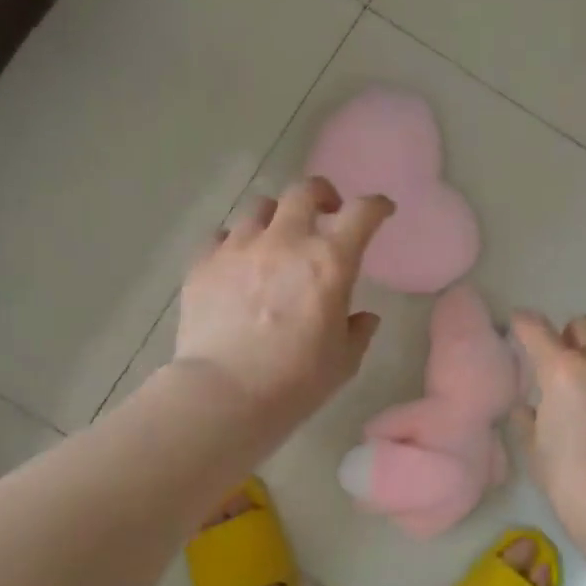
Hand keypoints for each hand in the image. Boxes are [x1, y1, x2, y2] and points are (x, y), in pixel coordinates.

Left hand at [174, 177, 393, 420]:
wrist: (223, 394)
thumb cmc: (295, 381)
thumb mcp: (343, 361)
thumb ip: (358, 331)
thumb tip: (363, 318)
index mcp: (329, 261)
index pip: (362, 213)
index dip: (377, 205)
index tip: (382, 210)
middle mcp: (285, 241)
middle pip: (304, 191)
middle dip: (321, 194)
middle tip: (326, 212)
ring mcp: (240, 248)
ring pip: (260, 207)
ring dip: (276, 217)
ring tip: (276, 239)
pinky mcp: (203, 263)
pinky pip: (221, 236)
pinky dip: (235, 243)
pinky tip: (236, 264)